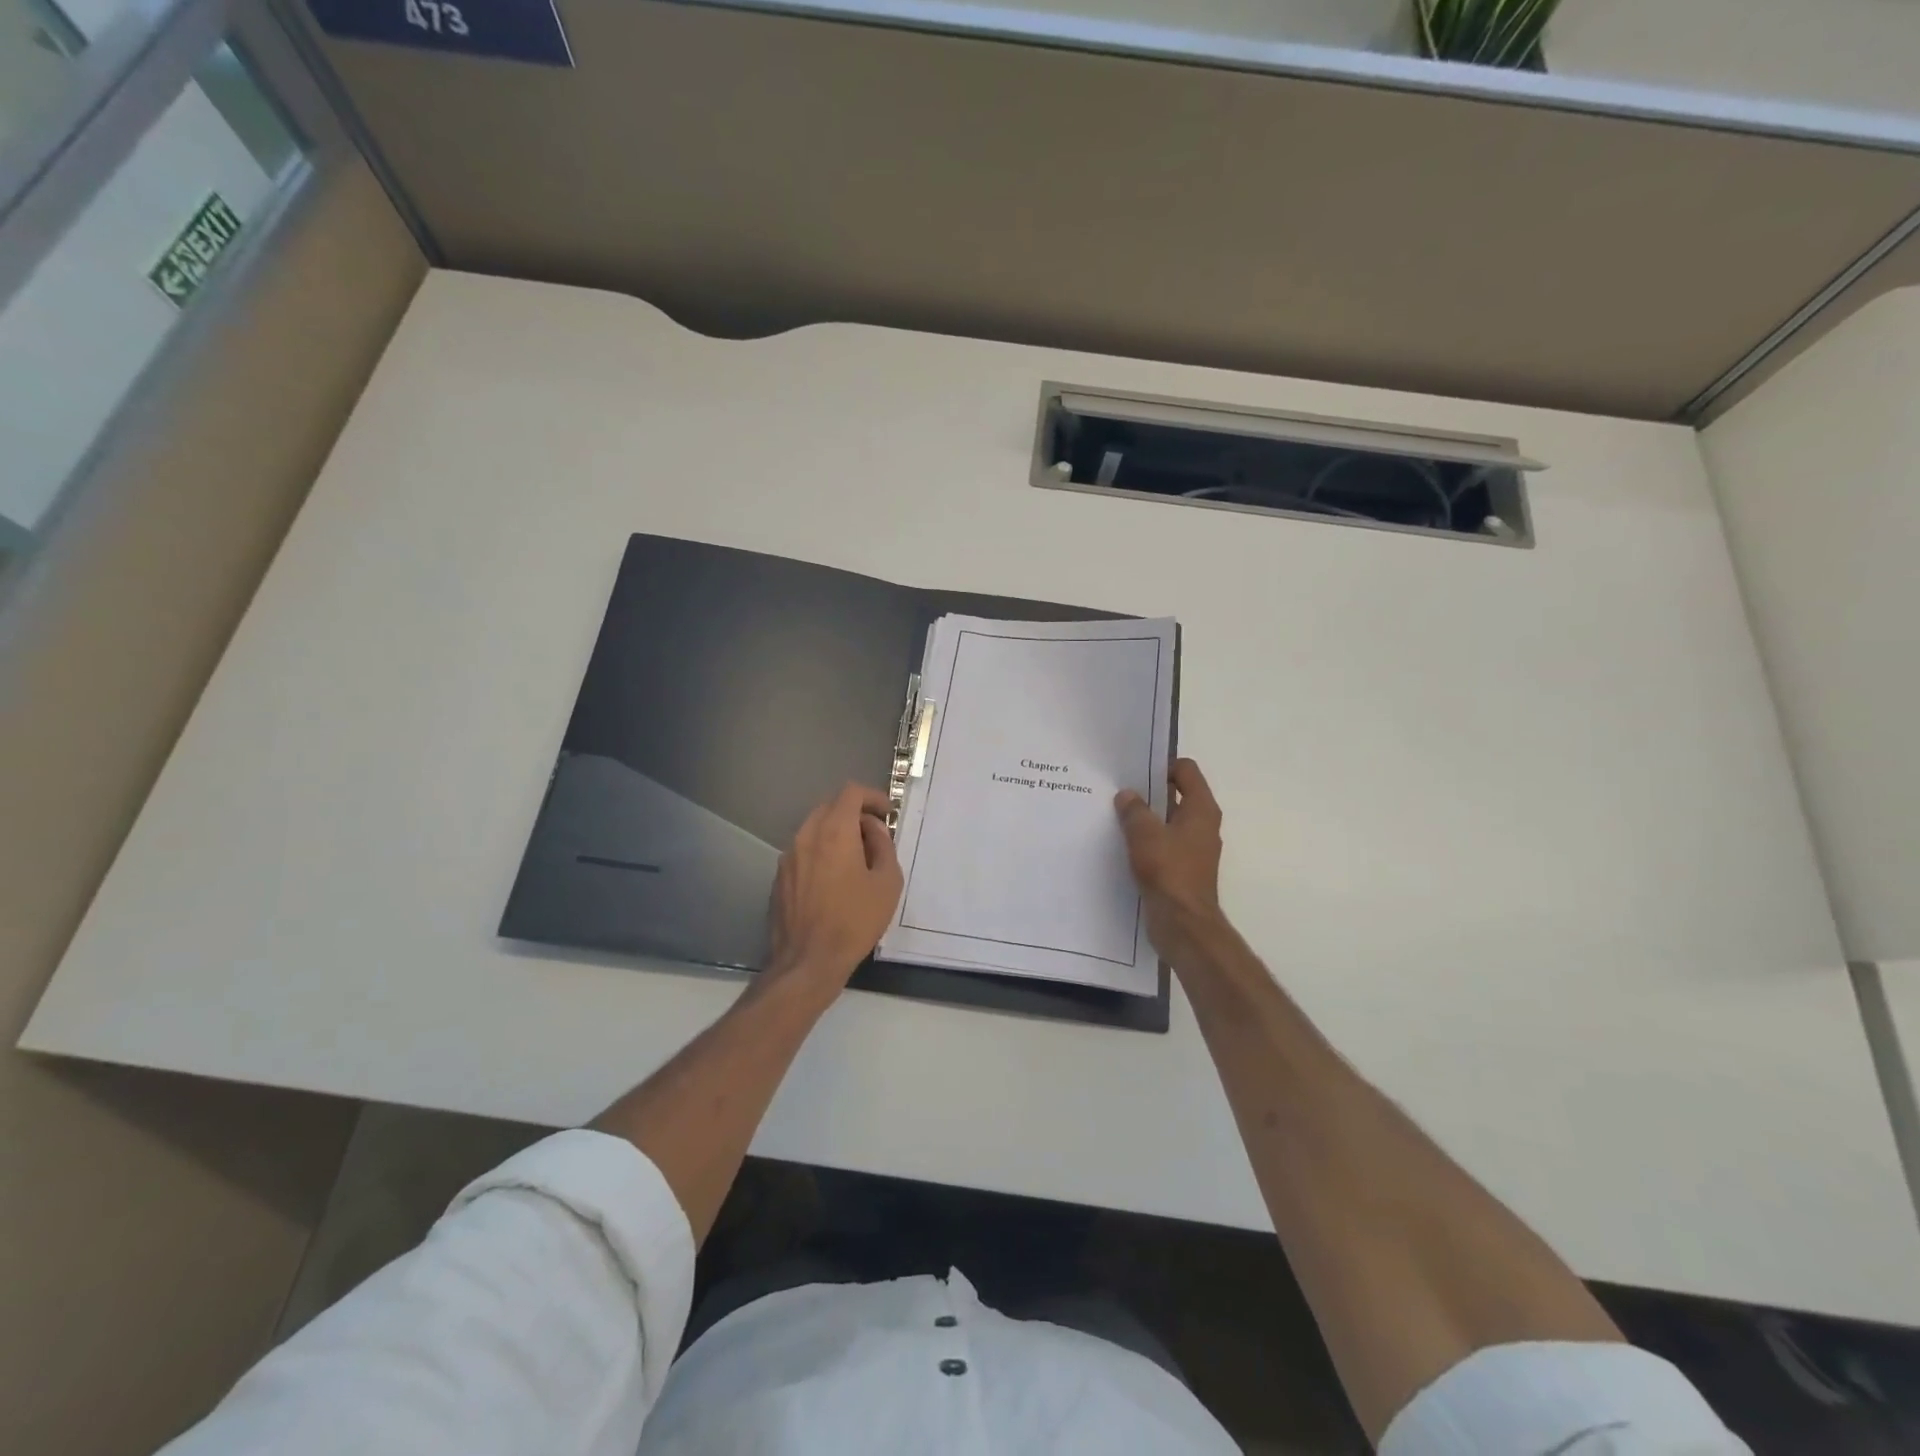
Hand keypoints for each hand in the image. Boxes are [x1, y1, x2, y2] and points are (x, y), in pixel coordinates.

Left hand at [766, 783, 903, 995]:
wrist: (808, 961)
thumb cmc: (855, 921)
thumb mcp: (887, 882)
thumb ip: (884, 846)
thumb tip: (873, 830)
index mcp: (834, 831)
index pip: (851, 792)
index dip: (872, 796)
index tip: (887, 813)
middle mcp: (806, 835)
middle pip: (830, 806)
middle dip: (854, 813)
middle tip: (874, 836)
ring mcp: (788, 856)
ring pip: (814, 828)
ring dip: (836, 833)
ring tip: (856, 859)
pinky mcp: (779, 877)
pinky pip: (803, 851)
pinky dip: (821, 851)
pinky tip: (834, 879)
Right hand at [1115, 759, 1230, 973]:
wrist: (1183, 924)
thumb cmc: (1168, 871)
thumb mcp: (1145, 834)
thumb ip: (1134, 810)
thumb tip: (1127, 795)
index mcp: (1201, 809)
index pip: (1186, 770)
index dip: (1162, 766)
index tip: (1134, 772)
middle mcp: (1202, 825)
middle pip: (1176, 795)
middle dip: (1149, 792)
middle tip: (1118, 791)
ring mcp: (1194, 849)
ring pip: (1168, 821)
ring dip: (1145, 818)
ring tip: (1114, 816)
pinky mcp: (1182, 869)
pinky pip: (1163, 844)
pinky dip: (1146, 841)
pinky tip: (1121, 844)